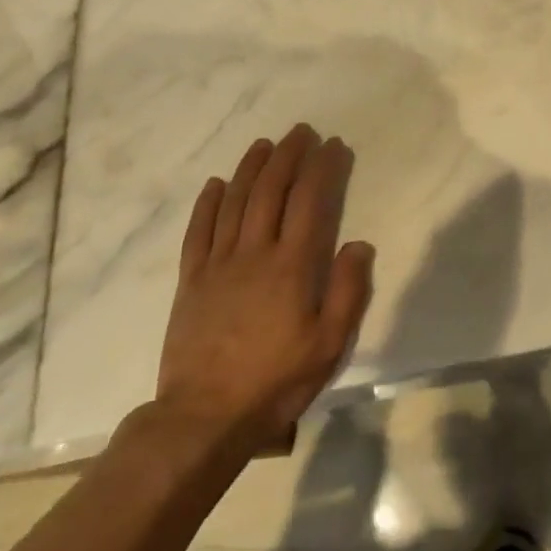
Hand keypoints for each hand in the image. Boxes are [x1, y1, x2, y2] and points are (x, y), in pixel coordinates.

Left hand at [151, 124, 374, 460]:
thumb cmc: (275, 381)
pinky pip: (198, 232)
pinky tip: (217, 183)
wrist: (204, 418)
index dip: (323, 168)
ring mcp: (218, 264)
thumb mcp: (328, 344)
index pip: (310, 201)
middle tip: (301, 132)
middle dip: (288, 156)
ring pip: (235, 202)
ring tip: (264, 143)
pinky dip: (208, 203)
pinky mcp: (191, 280)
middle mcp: (254, 252)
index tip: (334, 145)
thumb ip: (347, 290)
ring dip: (251, 168)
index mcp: (292, 266)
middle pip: (272, 190)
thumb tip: (359, 243)